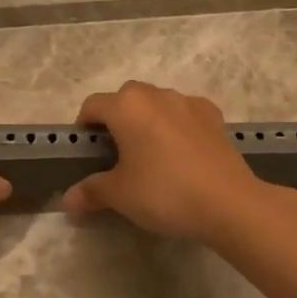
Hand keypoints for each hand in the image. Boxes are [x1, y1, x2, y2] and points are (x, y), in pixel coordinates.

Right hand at [61, 81, 275, 243]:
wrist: (228, 202)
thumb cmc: (164, 192)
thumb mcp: (120, 195)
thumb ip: (91, 191)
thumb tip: (68, 200)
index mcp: (126, 106)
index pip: (93, 105)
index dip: (84, 126)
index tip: (86, 151)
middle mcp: (156, 94)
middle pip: (126, 98)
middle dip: (117, 119)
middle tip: (116, 154)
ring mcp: (189, 102)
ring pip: (157, 103)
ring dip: (148, 120)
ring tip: (150, 155)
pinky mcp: (214, 116)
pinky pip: (184, 114)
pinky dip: (176, 126)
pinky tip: (181, 154)